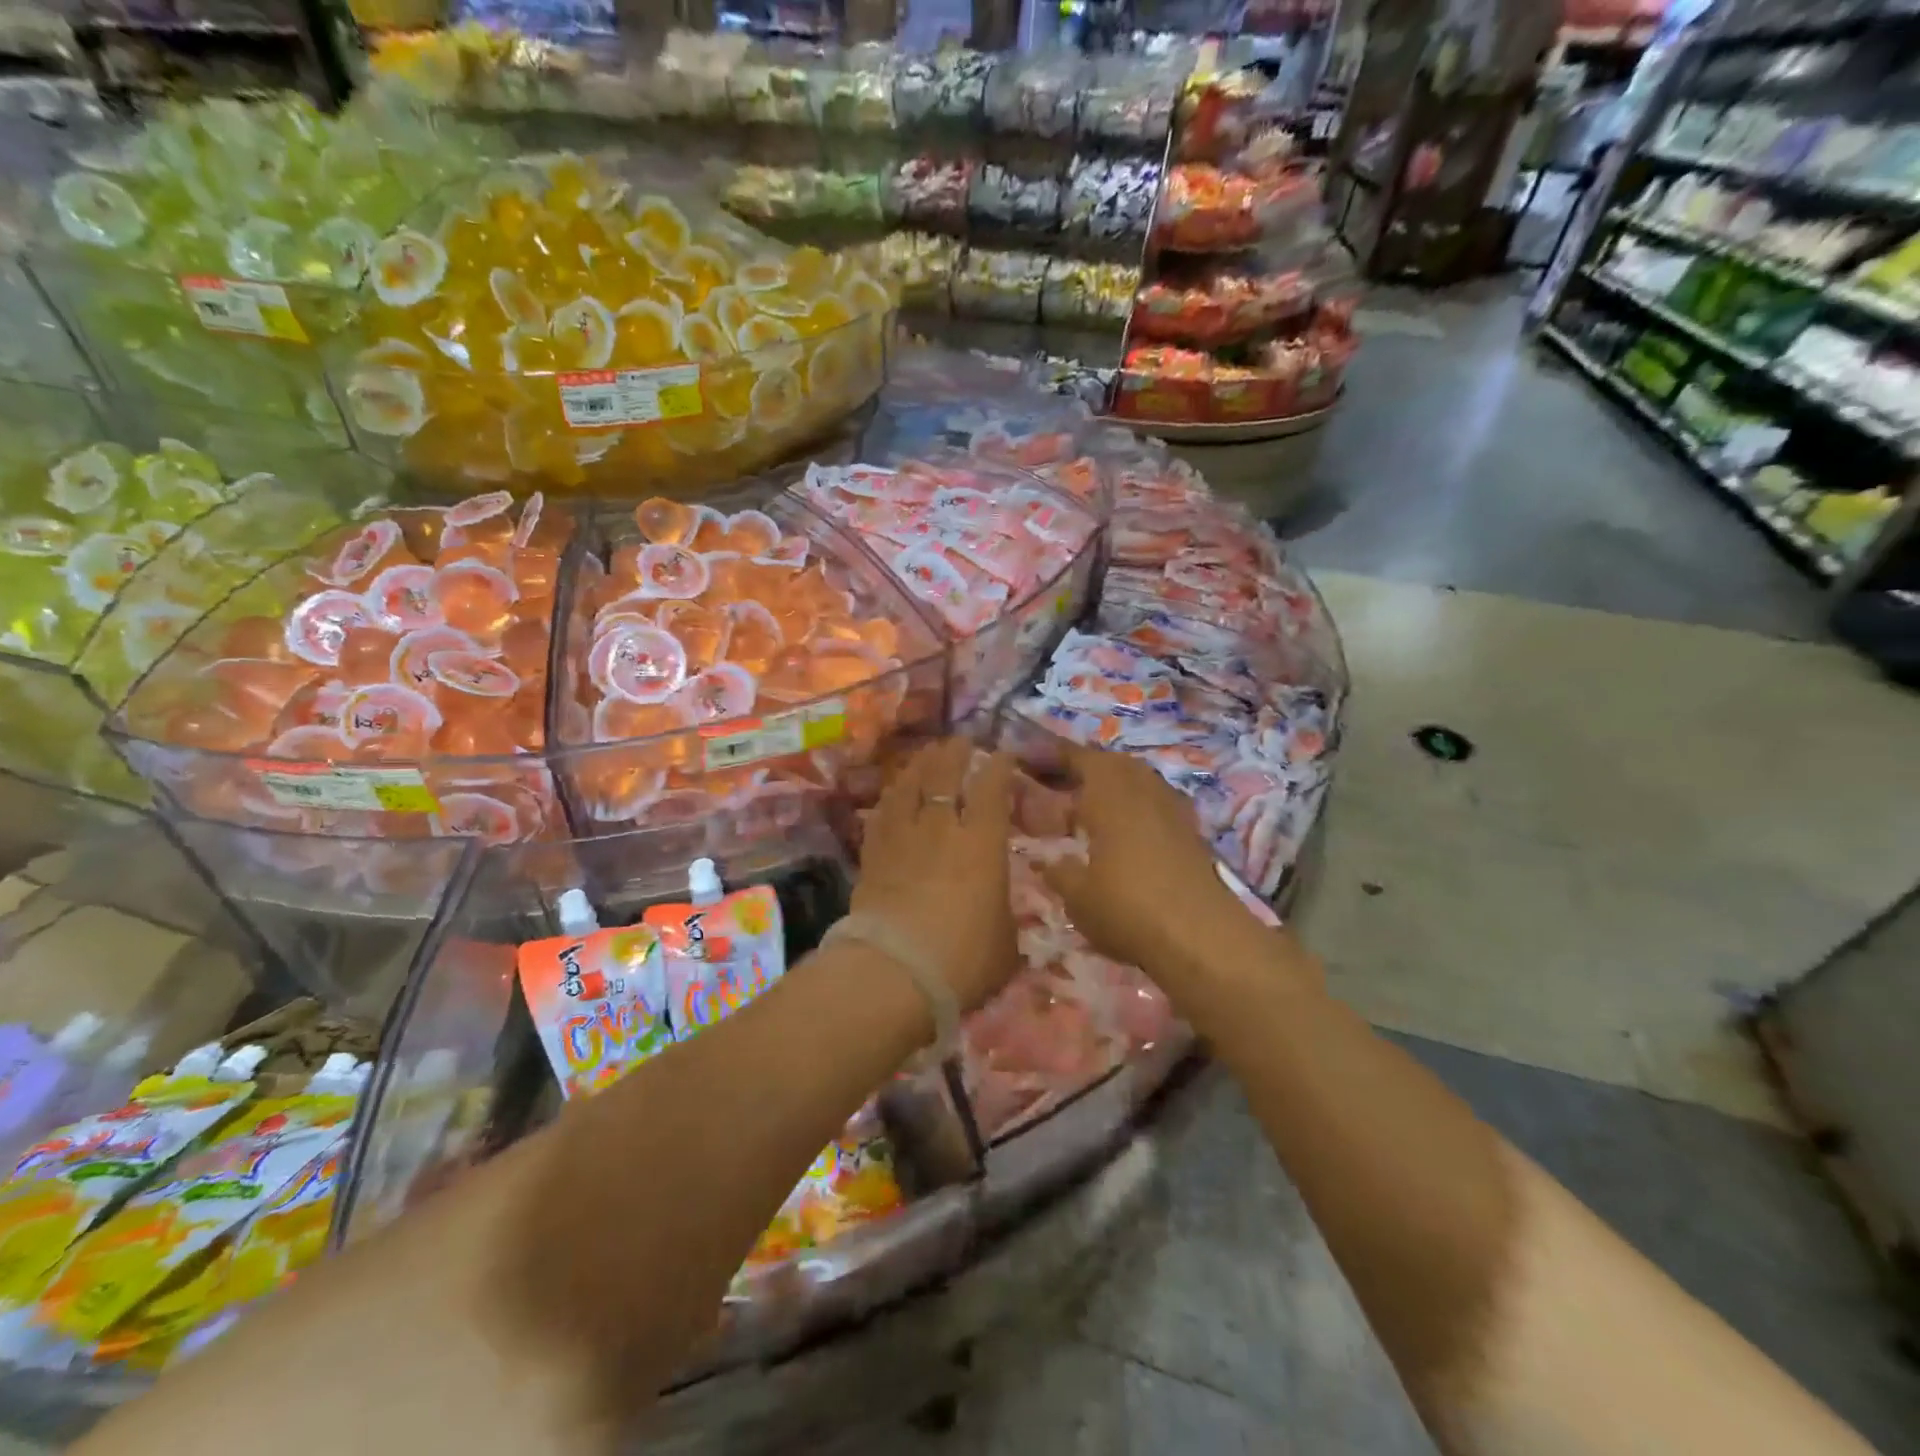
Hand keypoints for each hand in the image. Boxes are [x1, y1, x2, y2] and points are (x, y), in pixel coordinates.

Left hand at [853, 738, 1018, 1011]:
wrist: (894, 972)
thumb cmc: (963, 959)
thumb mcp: (1005, 944)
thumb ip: (1004, 918)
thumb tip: (998, 914)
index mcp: (982, 843)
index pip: (992, 789)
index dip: (999, 766)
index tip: (1004, 755)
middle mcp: (940, 828)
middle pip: (945, 775)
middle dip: (955, 753)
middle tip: (960, 741)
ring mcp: (902, 838)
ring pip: (908, 786)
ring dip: (919, 766)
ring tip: (926, 755)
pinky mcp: (872, 855)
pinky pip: (881, 815)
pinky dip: (890, 799)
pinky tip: (891, 795)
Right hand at [1040, 743, 1249, 976]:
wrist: (1201, 938)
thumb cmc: (1127, 907)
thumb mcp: (1077, 896)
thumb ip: (1058, 872)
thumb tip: (1046, 861)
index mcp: (1110, 792)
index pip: (1078, 757)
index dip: (1052, 754)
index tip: (1028, 756)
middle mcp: (1143, 788)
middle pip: (1111, 764)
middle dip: (1083, 768)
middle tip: (1055, 783)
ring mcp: (1172, 809)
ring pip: (1137, 781)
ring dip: (1112, 785)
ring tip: (1086, 806)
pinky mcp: (1192, 833)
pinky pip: (1155, 803)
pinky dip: (1134, 807)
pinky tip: (1121, 831)